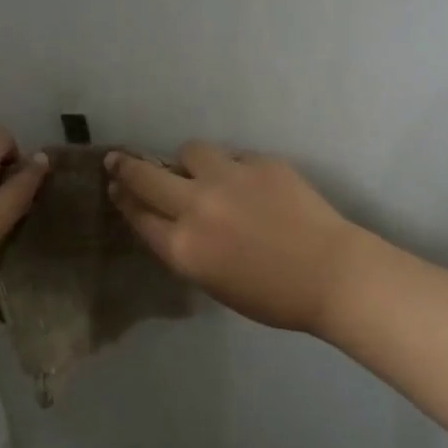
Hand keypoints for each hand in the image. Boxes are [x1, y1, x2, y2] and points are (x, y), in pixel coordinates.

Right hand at [106, 141, 364, 335]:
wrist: (332, 274)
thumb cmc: (273, 296)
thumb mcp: (213, 283)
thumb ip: (186, 249)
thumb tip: (174, 220)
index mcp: (183, 247)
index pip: (138, 214)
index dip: (123, 198)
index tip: (116, 186)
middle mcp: (197, 207)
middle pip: (146, 176)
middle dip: (127, 166)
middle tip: (119, 159)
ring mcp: (229, 179)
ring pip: (190, 151)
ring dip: (189, 162)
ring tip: (204, 172)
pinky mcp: (260, 163)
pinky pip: (233, 157)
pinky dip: (234, 168)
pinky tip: (252, 185)